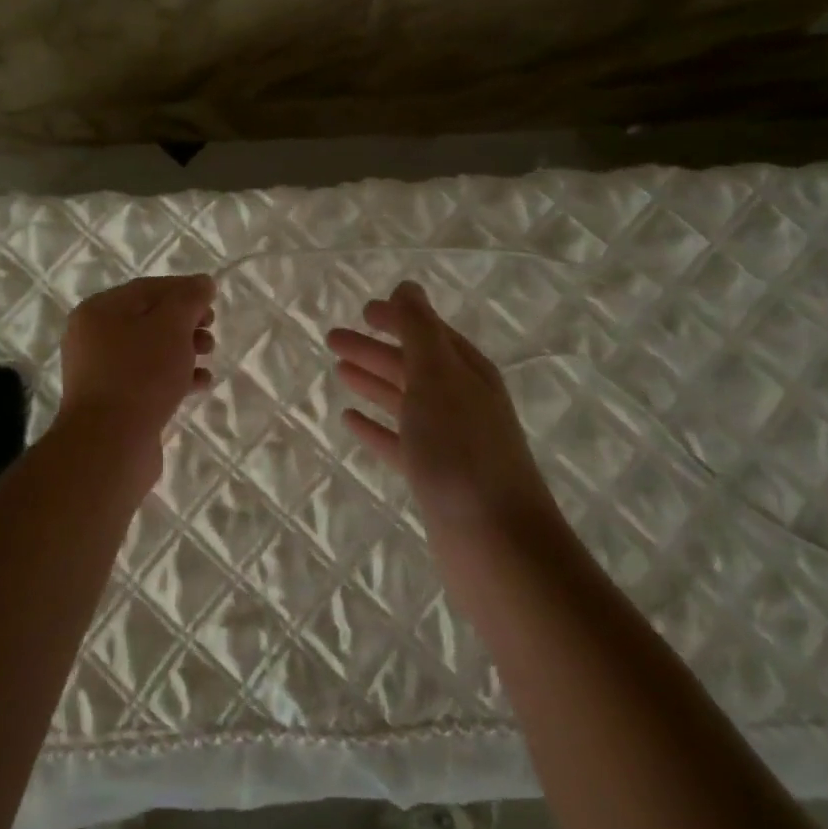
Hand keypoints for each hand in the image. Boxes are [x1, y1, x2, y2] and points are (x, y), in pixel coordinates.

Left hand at [56, 275, 215, 448]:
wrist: (110, 445)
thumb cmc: (140, 374)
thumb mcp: (171, 326)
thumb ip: (189, 299)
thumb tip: (203, 282)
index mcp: (98, 311)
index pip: (148, 288)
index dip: (184, 289)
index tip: (213, 299)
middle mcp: (92, 338)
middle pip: (148, 319)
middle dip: (185, 322)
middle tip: (210, 329)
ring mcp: (99, 372)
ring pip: (149, 350)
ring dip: (183, 349)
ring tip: (209, 355)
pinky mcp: (112, 402)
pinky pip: (146, 379)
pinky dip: (173, 376)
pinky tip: (200, 384)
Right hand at [326, 282, 560, 539]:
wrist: (495, 542)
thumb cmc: (461, 450)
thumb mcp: (437, 377)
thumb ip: (419, 330)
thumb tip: (407, 286)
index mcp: (467, 372)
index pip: (428, 333)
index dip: (397, 319)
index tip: (363, 310)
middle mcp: (461, 402)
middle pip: (412, 365)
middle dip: (375, 349)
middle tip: (332, 339)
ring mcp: (449, 441)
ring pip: (404, 401)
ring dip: (373, 383)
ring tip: (339, 371)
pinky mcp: (435, 477)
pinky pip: (398, 441)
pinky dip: (375, 427)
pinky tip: (349, 422)